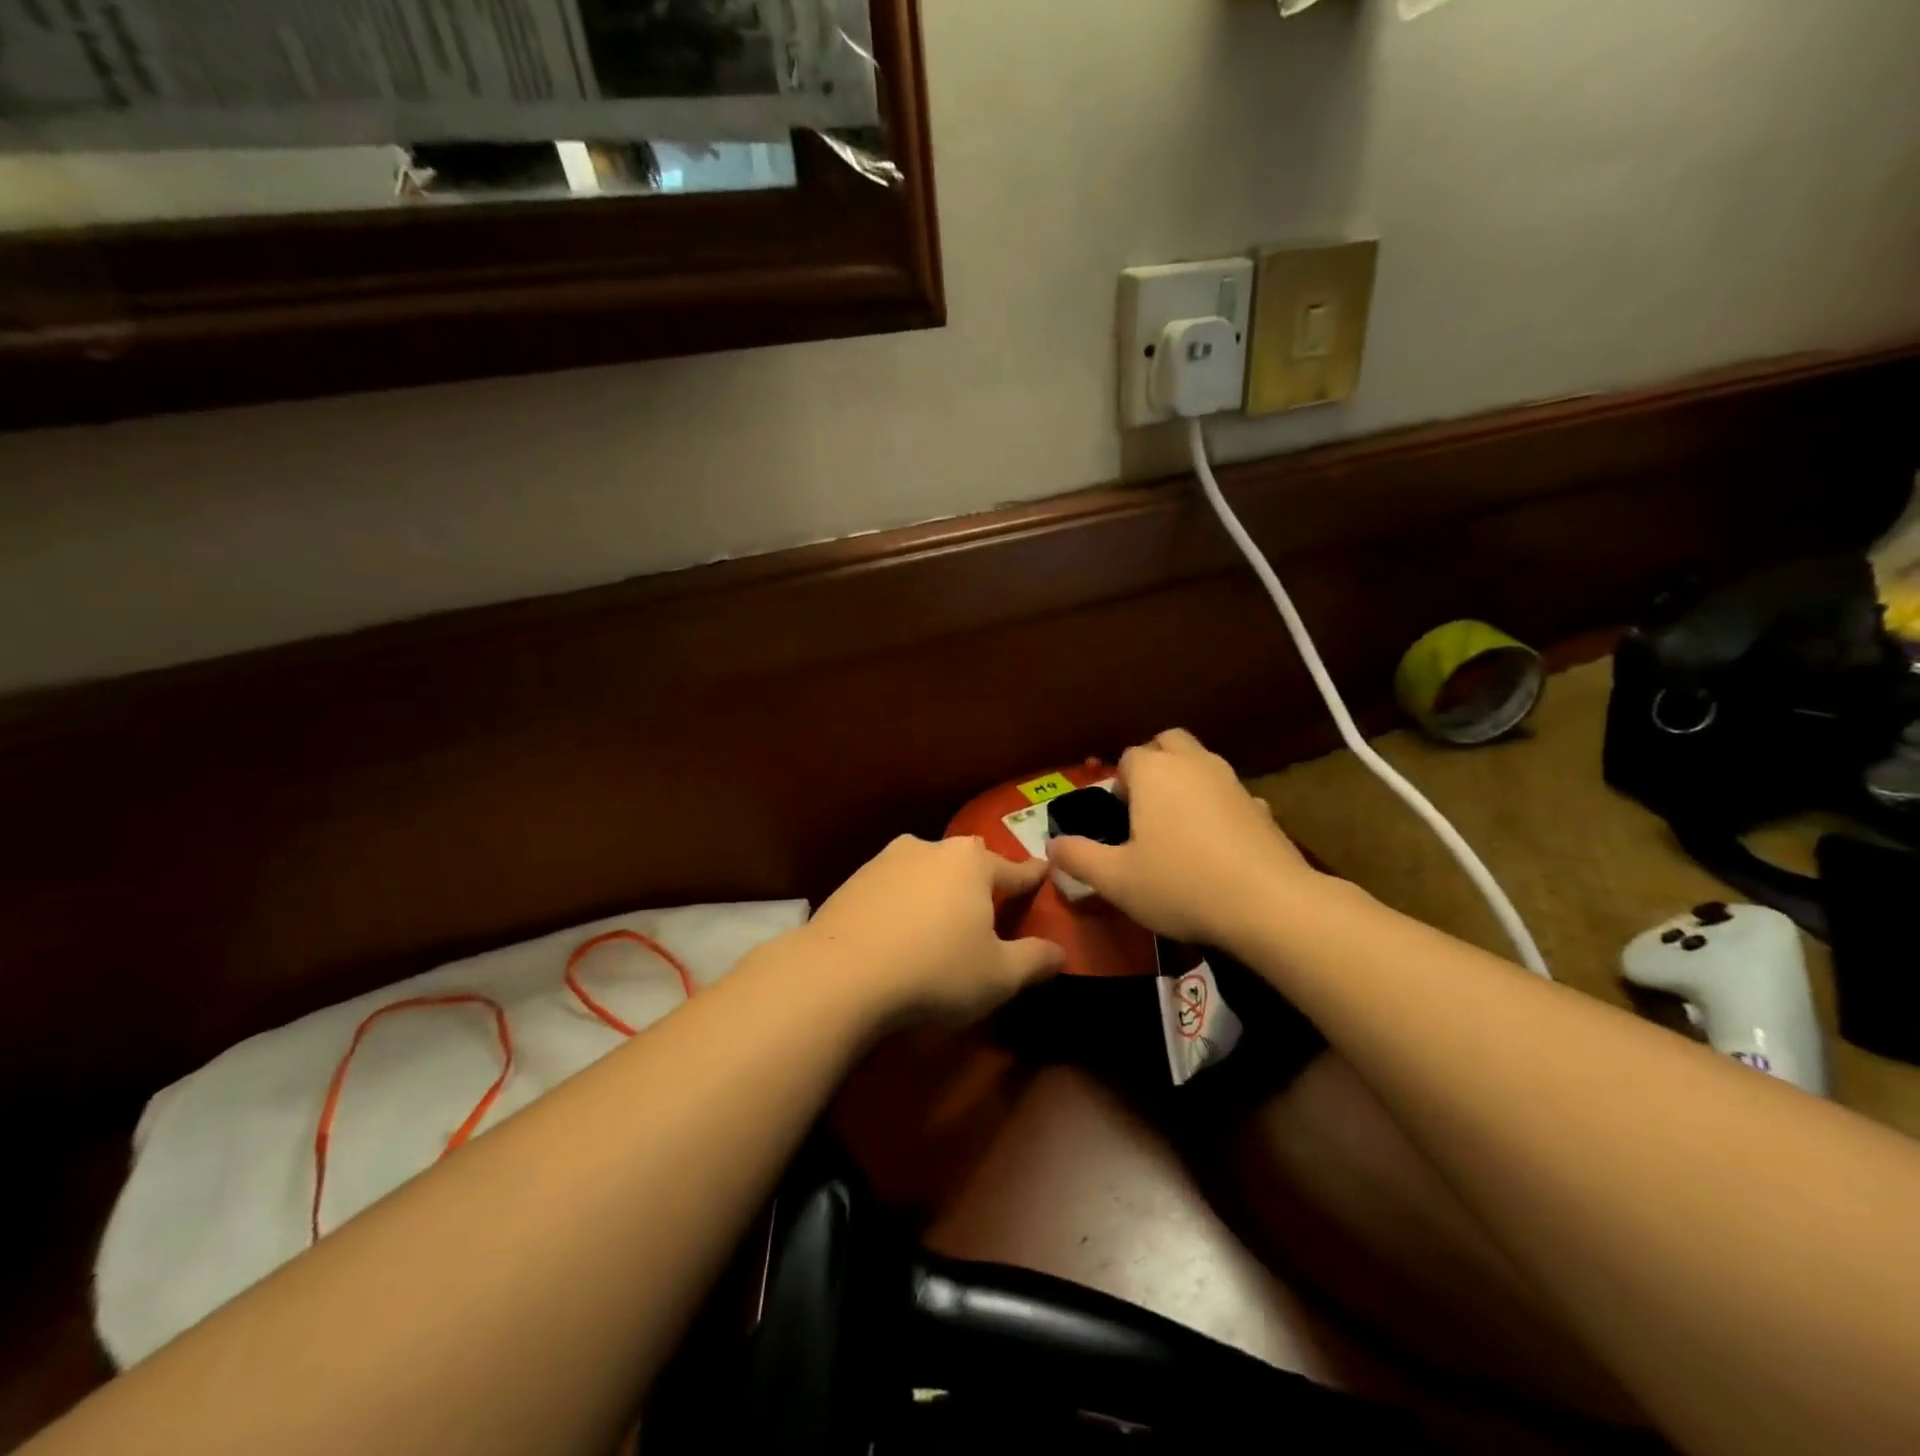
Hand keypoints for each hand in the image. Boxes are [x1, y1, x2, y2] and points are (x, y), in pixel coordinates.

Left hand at [799, 835, 1065, 1027]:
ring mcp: (888, 860)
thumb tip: (1060, 952)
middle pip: (967, 863)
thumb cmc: (935, 971)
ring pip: (926, 869)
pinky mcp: (854, 879)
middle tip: (986, 908)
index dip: (1032, 878)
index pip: (1014, 871)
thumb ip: (1035, 960)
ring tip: (939, 921)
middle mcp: (932, 848)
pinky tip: (899, 929)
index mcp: (972, 864)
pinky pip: (893, 886)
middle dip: (980, 880)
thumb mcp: (998, 976)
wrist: (841, 974)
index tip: (1043, 873)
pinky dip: (903, 901)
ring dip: (937, 889)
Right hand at [1048, 729, 1319, 948]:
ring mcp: (1233, 782)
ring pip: (1203, 764)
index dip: (1118, 784)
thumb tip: (1052, 845)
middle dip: (1155, 763)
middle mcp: (1194, 764)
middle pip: (1169, 743)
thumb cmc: (1180, 884)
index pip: (1128, 757)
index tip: (1117, 818)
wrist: (1269, 904)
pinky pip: (1231, 795)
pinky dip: (1219, 807)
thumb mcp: (1116, 879)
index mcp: (1154, 772)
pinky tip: (1217, 844)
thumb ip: (1079, 858)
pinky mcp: (1263, 807)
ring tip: (1178, 825)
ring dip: (1187, 781)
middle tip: (1145, 806)